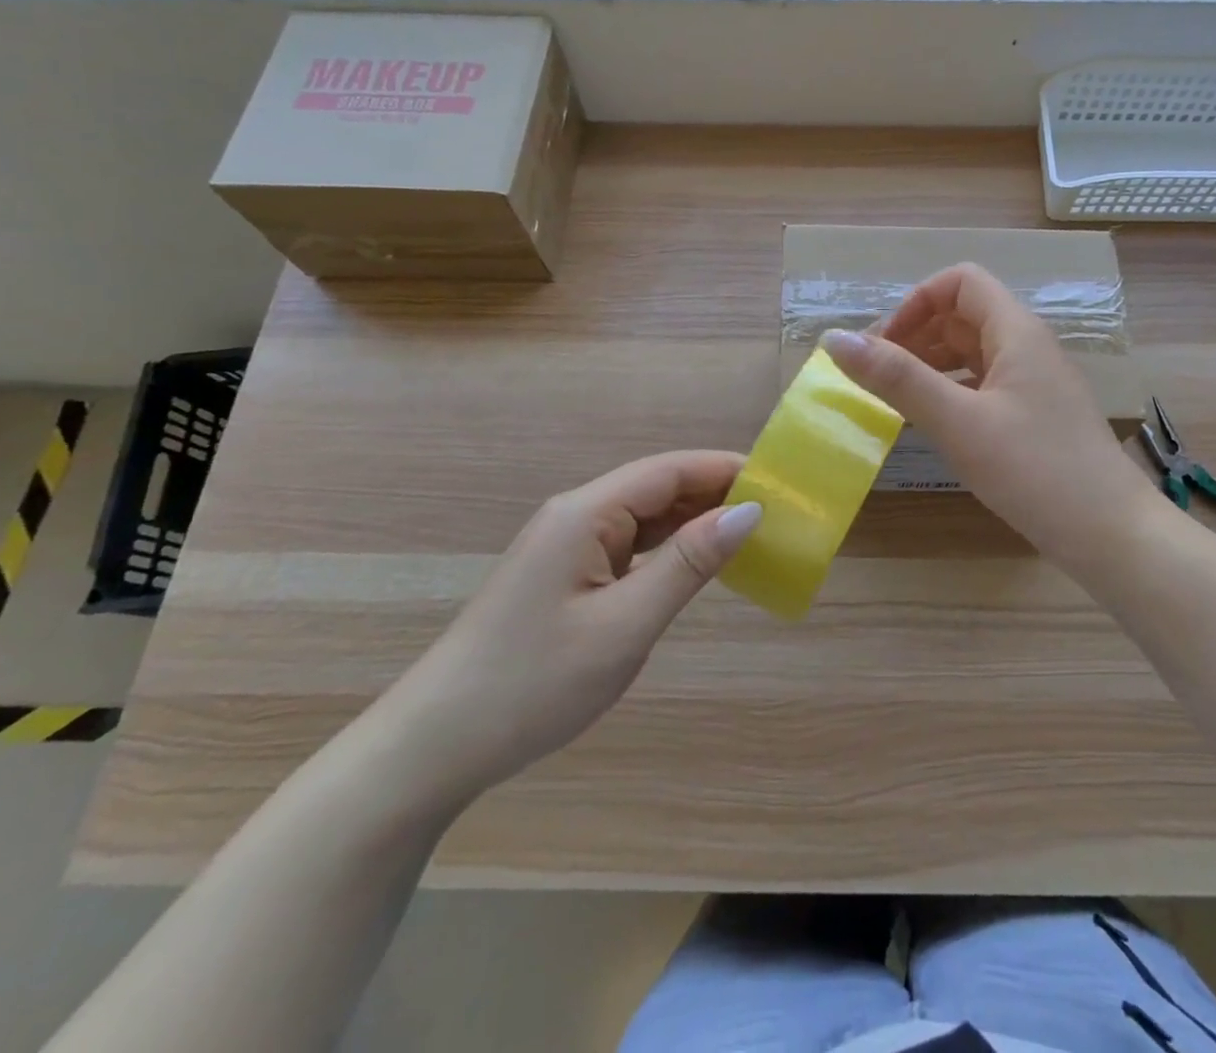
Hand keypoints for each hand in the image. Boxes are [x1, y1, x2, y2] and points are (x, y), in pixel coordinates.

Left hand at [380, 452, 760, 803]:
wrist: (435, 747)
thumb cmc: (534, 683)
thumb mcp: (625, 625)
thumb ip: (688, 563)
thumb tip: (749, 512)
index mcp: (586, 513)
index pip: (670, 470)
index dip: (725, 469)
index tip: (780, 480)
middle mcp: (576, 515)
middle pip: (657, 487)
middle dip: (716, 493)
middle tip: (776, 512)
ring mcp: (566, 546)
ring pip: (643, 516)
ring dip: (694, 521)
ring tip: (749, 534)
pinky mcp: (563, 575)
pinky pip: (628, 546)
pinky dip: (668, 549)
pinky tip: (694, 564)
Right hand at [822, 264, 1159, 569]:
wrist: (1111, 534)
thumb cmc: (1034, 469)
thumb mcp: (958, 422)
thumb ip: (897, 378)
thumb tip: (834, 338)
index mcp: (1015, 331)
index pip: (960, 282)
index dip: (916, 302)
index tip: (883, 345)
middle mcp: (1028, 346)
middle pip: (964, 315)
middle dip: (916, 333)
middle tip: (876, 375)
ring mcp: (1035, 382)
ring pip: (973, 351)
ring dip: (931, 363)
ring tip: (895, 397)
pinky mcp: (1035, 415)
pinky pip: (984, 384)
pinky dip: (951, 390)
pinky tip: (933, 421)